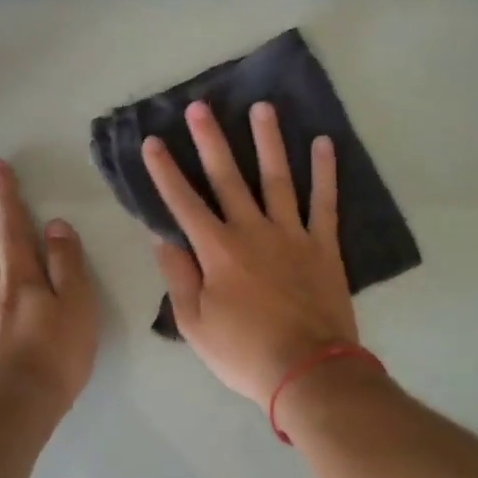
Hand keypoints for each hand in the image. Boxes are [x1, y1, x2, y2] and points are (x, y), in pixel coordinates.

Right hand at [143, 101, 356, 403]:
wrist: (308, 371)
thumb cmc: (244, 353)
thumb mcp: (195, 324)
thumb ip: (179, 278)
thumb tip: (164, 239)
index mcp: (217, 251)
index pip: (183, 203)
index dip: (165, 171)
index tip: (152, 141)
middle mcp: (252, 231)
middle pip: (228, 178)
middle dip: (210, 140)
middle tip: (200, 106)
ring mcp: (291, 234)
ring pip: (277, 178)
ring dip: (268, 141)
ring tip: (262, 107)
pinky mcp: (323, 245)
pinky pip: (324, 202)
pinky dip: (324, 172)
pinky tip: (323, 143)